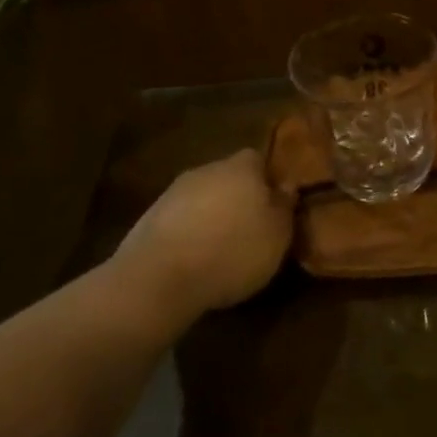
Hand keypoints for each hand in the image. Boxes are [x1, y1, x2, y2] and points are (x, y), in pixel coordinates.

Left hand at [109, 149, 294, 320]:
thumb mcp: (278, 235)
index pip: (258, 159)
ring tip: (222, 247)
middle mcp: (206, 170)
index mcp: (242, 168)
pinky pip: (180, 219)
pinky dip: (189, 232)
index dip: (267, 179)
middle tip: (251, 226)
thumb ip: (284, 207)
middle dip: (239, 196)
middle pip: (228, 176)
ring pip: (202, 197)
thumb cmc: (232, 252)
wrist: (159, 278)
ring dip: (212, 215)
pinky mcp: (149, 218)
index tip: (275, 204)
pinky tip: (194, 258)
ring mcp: (173, 192)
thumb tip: (286, 186)